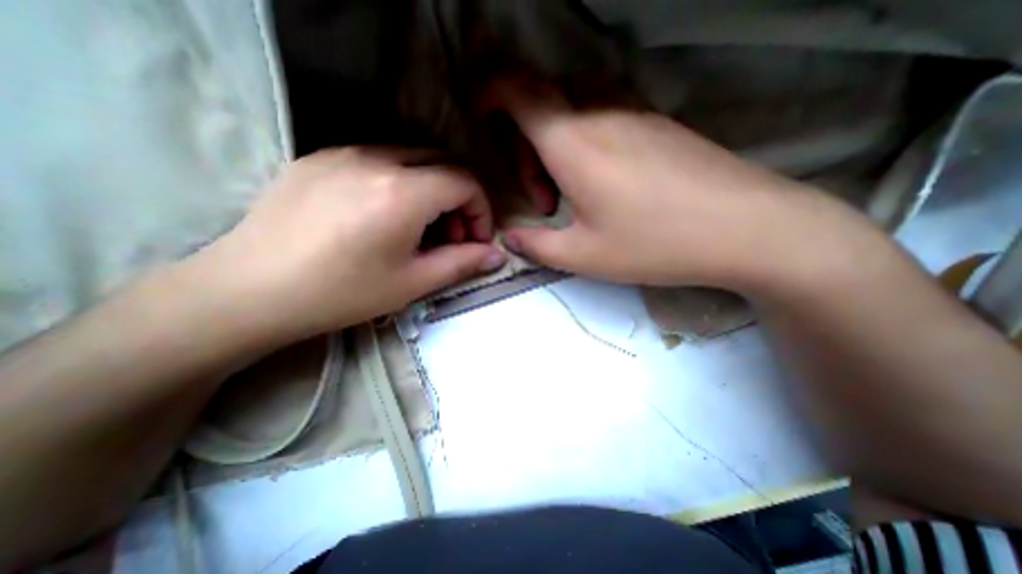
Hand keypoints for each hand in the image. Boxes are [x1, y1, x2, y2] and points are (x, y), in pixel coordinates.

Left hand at [189, 147, 503, 345]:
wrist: (250, 290)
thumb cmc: (342, 293)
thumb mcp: (413, 283)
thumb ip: (462, 263)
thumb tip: (497, 255)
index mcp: (403, 192)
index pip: (465, 183)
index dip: (481, 211)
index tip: (476, 240)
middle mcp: (377, 159)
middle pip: (443, 162)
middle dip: (460, 198)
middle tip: (453, 236)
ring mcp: (344, 152)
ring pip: (413, 157)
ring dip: (432, 188)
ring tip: (420, 228)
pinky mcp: (320, 157)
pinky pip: (379, 159)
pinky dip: (401, 181)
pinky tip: (386, 215)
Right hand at [501, 81, 864, 291]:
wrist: (746, 228)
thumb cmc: (656, 244)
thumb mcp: (583, 255)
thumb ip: (536, 246)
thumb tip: (510, 238)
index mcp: (575, 144)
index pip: (519, 91)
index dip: (490, 91)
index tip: (481, 112)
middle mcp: (602, 115)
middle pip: (542, 108)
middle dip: (526, 150)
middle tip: (544, 201)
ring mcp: (635, 114)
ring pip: (573, 115)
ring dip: (556, 151)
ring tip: (572, 197)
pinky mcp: (658, 125)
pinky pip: (603, 120)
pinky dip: (585, 147)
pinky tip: (603, 185)